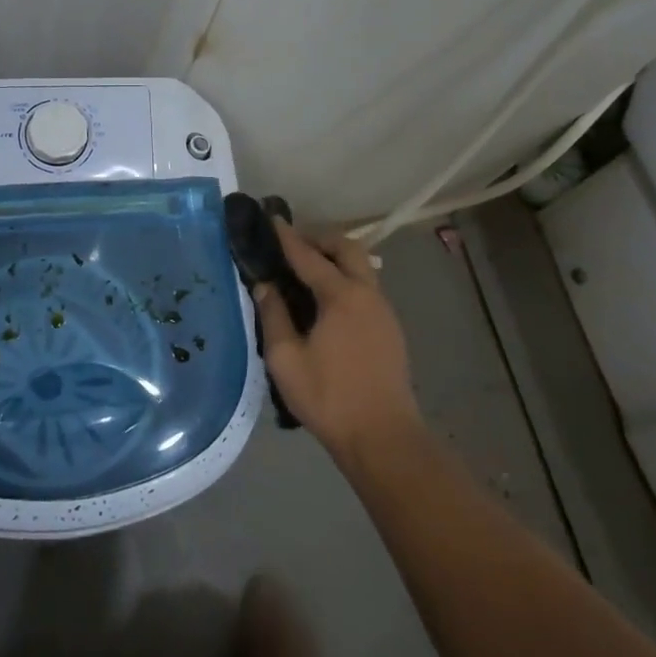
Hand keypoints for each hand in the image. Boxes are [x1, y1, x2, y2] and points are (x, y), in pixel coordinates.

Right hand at [253, 221, 421, 461]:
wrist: (382, 437)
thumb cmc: (329, 397)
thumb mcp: (285, 359)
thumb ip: (273, 316)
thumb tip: (265, 286)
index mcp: (341, 296)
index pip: (309, 256)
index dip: (288, 237)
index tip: (272, 220)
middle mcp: (367, 294)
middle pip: (347, 248)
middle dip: (320, 238)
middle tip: (293, 243)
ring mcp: (384, 311)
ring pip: (362, 266)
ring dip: (336, 258)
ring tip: (308, 269)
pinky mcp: (391, 329)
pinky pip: (367, 287)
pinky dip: (346, 278)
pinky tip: (328, 300)